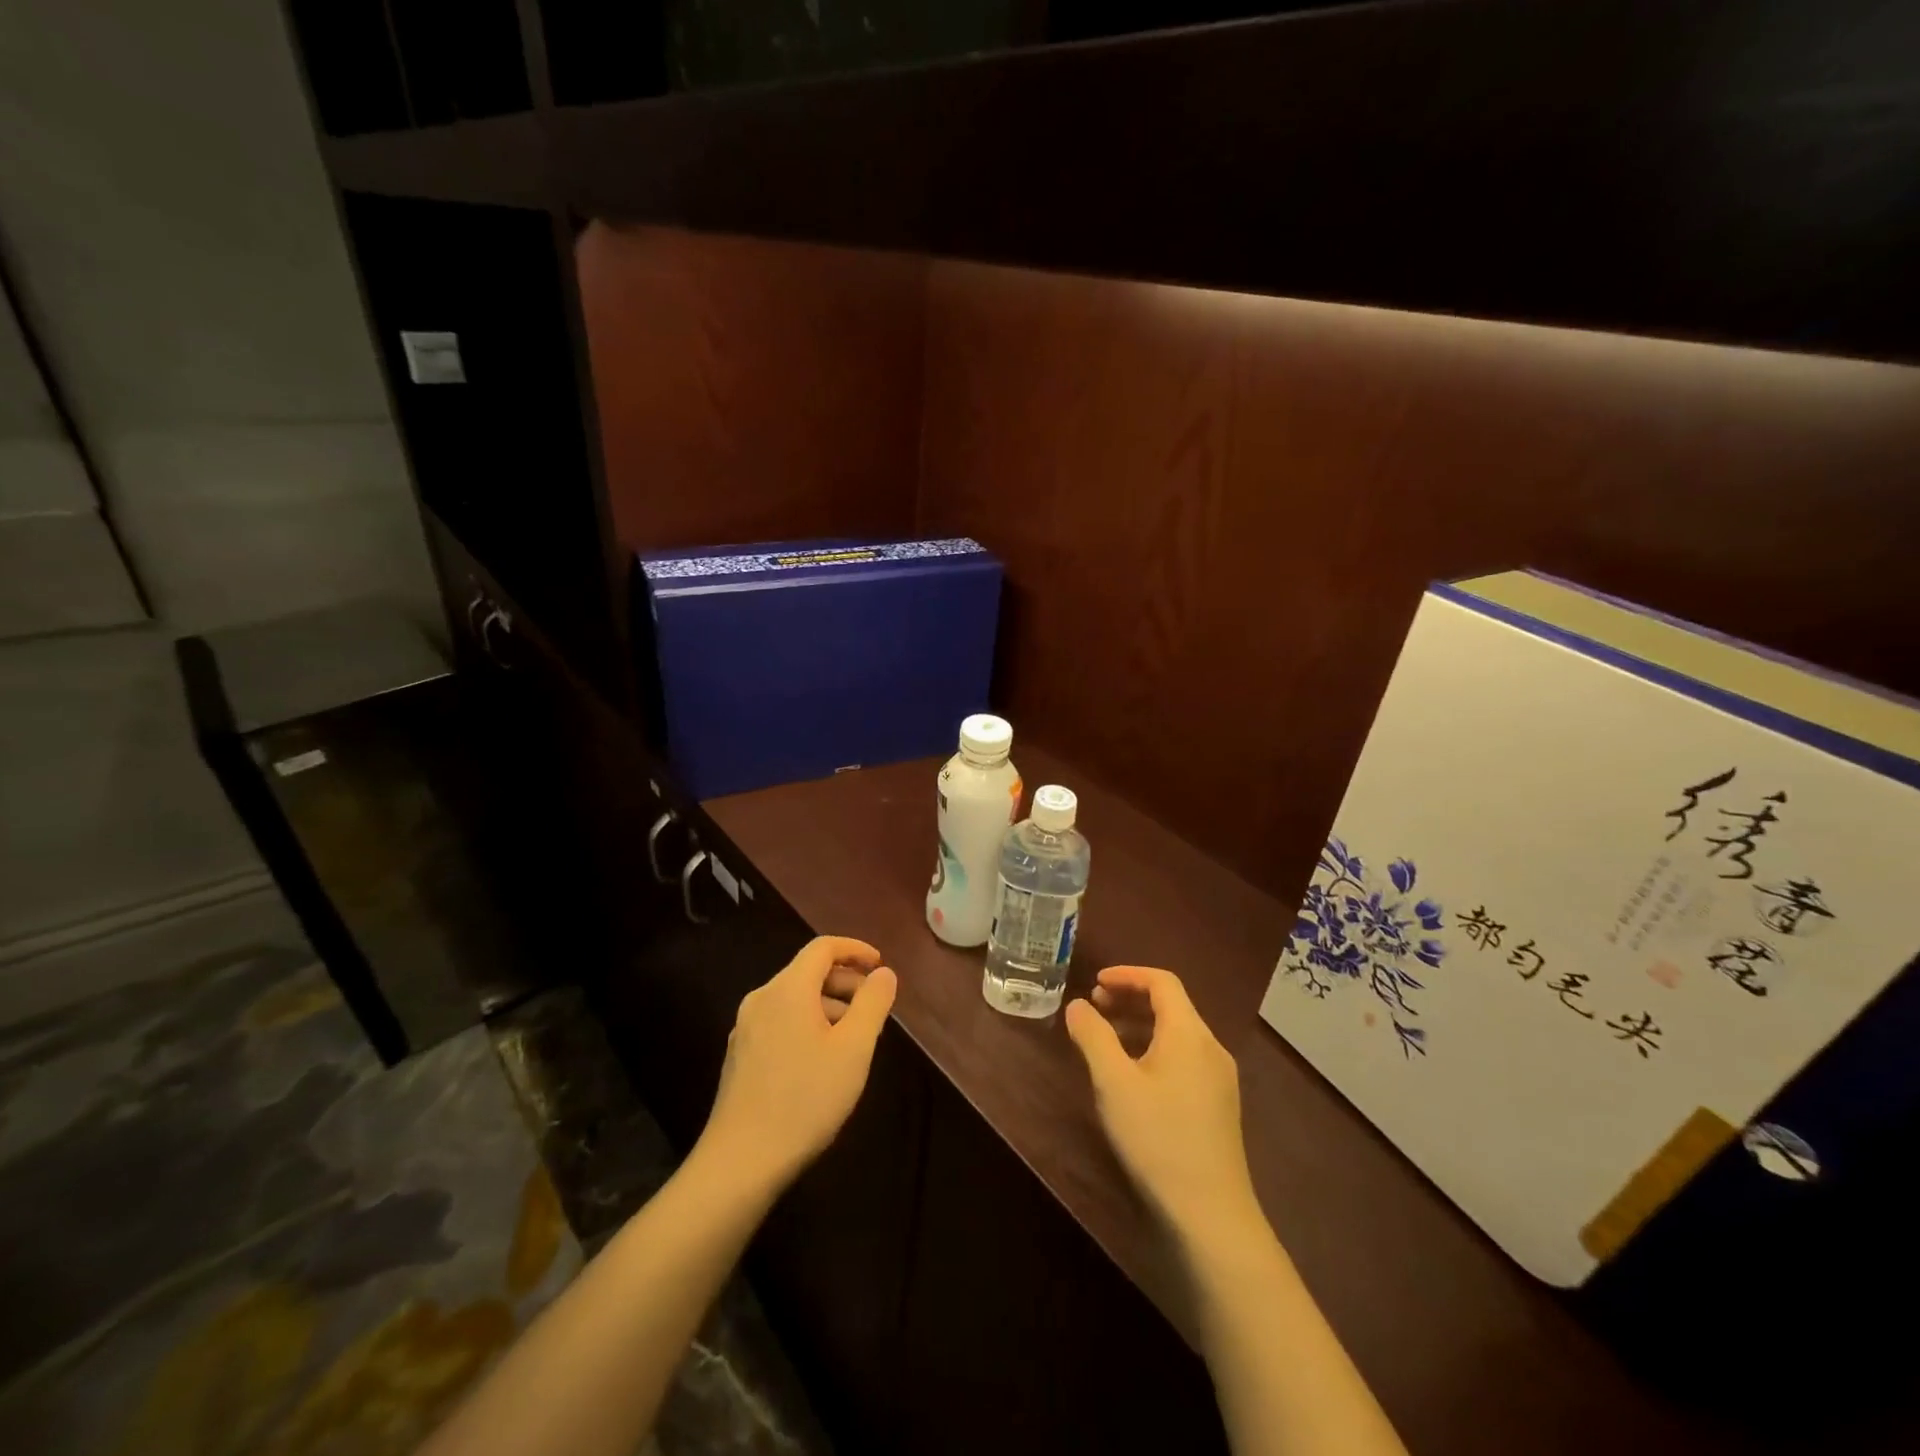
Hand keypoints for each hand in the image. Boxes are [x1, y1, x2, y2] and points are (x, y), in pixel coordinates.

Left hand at [696, 936, 898, 1193]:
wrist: (740, 1162)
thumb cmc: (806, 1098)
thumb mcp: (854, 1049)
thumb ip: (873, 1003)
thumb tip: (883, 973)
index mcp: (788, 989)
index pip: (822, 947)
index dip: (855, 949)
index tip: (880, 966)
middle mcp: (761, 999)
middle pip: (807, 972)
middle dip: (845, 981)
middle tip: (873, 1006)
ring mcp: (745, 1029)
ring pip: (794, 999)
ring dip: (828, 1005)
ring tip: (853, 1037)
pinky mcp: (739, 1056)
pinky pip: (780, 1021)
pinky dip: (807, 1024)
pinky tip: (821, 1060)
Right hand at [1065, 965, 1262, 1244]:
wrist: (1211, 1215)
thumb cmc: (1158, 1138)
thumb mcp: (1113, 1083)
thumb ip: (1093, 1036)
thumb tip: (1078, 1005)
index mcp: (1189, 1033)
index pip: (1162, 982)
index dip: (1127, 974)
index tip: (1095, 983)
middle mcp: (1210, 1047)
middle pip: (1171, 1005)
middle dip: (1131, 999)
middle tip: (1094, 1008)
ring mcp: (1220, 1078)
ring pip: (1177, 1034)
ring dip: (1141, 1025)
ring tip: (1106, 1040)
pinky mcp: (1219, 1106)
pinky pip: (1184, 1058)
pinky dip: (1155, 1049)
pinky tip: (1133, 1076)